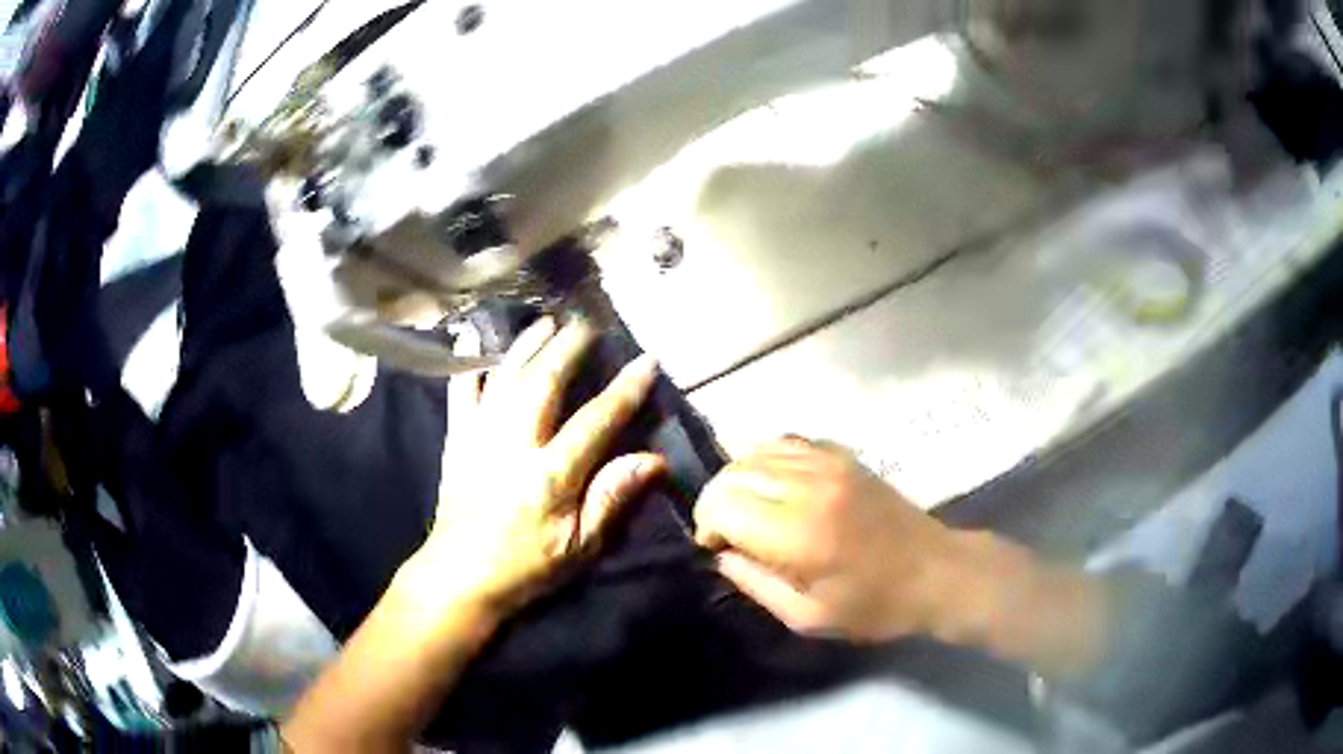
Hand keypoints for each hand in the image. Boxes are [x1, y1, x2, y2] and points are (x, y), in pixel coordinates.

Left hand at [417, 317, 665, 617]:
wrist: (459, 576)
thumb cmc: (526, 567)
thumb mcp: (579, 546)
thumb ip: (612, 498)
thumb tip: (653, 460)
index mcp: (549, 475)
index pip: (595, 421)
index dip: (624, 389)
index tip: (646, 360)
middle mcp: (513, 445)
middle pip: (544, 382)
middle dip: (569, 347)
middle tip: (588, 322)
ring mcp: (479, 437)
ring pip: (505, 377)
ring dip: (526, 345)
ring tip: (545, 322)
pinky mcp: (455, 440)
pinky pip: (460, 393)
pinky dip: (468, 365)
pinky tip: (476, 344)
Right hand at [695, 437, 959, 642]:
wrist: (936, 571)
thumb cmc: (873, 606)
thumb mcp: (806, 616)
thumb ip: (754, 583)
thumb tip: (722, 554)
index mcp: (800, 532)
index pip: (723, 503)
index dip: (707, 524)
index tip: (717, 548)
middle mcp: (809, 485)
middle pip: (733, 472)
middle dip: (716, 502)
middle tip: (727, 533)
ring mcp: (828, 462)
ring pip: (754, 450)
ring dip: (738, 479)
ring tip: (748, 510)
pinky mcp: (842, 455)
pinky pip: (785, 441)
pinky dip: (765, 459)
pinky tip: (772, 486)